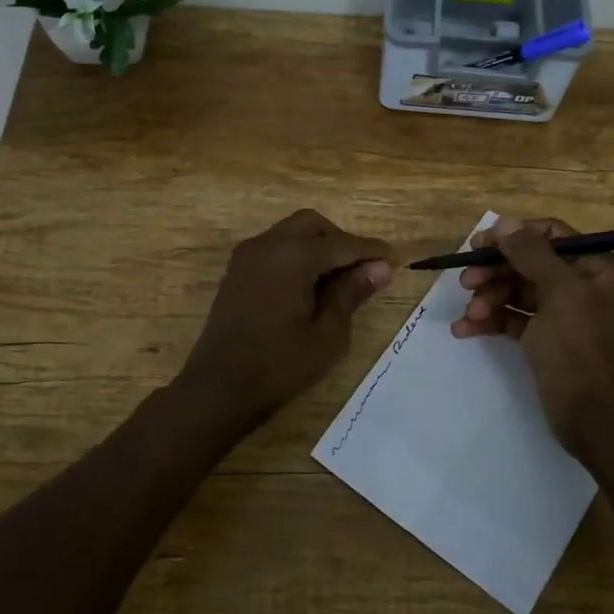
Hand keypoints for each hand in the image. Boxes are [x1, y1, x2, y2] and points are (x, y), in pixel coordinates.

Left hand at [177, 210, 392, 430]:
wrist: (218, 389)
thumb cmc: (279, 366)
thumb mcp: (327, 335)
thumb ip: (352, 293)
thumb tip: (380, 267)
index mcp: (291, 256)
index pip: (340, 243)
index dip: (369, 251)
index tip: (394, 259)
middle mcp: (266, 245)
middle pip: (312, 225)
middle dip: (340, 240)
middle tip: (363, 270)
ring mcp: (247, 256)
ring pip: (291, 233)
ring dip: (318, 246)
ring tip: (340, 280)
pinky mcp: (237, 271)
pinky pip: (275, 248)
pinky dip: (297, 255)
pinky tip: (310, 285)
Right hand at [451, 217, 613, 447]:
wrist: (594, 418)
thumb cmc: (581, 349)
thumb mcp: (559, 294)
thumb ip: (531, 254)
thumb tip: (505, 223)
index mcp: (599, 268)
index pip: (552, 235)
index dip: (514, 236)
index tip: (479, 244)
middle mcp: (584, 286)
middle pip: (529, 264)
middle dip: (496, 272)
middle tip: (465, 282)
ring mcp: (564, 314)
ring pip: (517, 292)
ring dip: (489, 299)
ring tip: (470, 314)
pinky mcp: (546, 339)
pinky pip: (513, 320)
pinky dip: (491, 321)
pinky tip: (464, 330)